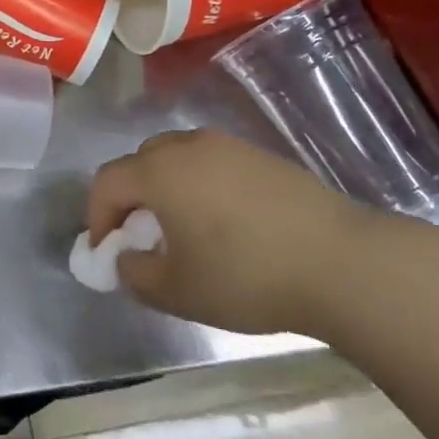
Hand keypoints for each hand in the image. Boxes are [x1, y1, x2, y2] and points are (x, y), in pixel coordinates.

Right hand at [86, 128, 397, 338]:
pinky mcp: (261, 156)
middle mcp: (187, 146)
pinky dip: (203, 188)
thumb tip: (126, 259)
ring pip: (179, 160)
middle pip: (141, 163)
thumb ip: (136, 275)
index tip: (106, 252)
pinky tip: (228, 227)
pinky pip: (213, 165)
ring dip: (168, 191)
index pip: (108, 182)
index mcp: (158, 171)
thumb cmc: (246, 275)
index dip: (98, 216)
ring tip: (186, 233)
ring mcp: (227, 146)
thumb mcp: (178, 292)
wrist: (340, 261)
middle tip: (143, 240)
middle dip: (131, 199)